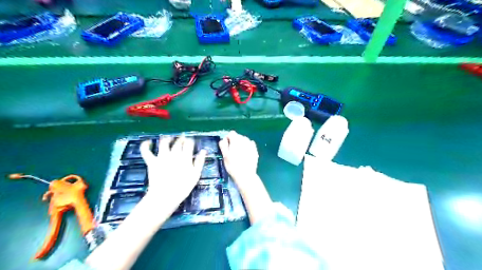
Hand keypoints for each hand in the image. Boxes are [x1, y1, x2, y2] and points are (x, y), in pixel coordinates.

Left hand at [140, 136, 205, 209]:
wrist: (165, 196)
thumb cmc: (183, 187)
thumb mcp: (196, 175)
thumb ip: (200, 161)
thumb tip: (204, 151)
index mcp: (185, 157)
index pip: (188, 144)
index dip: (190, 141)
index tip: (191, 141)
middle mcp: (173, 154)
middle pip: (178, 142)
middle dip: (181, 139)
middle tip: (182, 138)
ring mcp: (161, 157)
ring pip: (163, 143)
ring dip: (167, 139)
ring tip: (169, 138)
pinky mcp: (151, 162)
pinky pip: (146, 151)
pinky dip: (145, 145)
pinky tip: (148, 142)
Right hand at [219, 131, 257, 180]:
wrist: (246, 175)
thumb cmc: (233, 165)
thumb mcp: (225, 156)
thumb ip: (223, 145)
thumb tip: (223, 139)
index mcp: (236, 140)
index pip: (231, 133)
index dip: (228, 139)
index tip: (227, 147)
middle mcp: (244, 139)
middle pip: (238, 136)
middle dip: (234, 142)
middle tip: (232, 152)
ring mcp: (251, 144)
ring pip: (244, 140)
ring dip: (241, 144)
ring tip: (239, 154)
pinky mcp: (255, 150)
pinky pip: (250, 145)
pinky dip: (247, 147)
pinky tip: (245, 155)